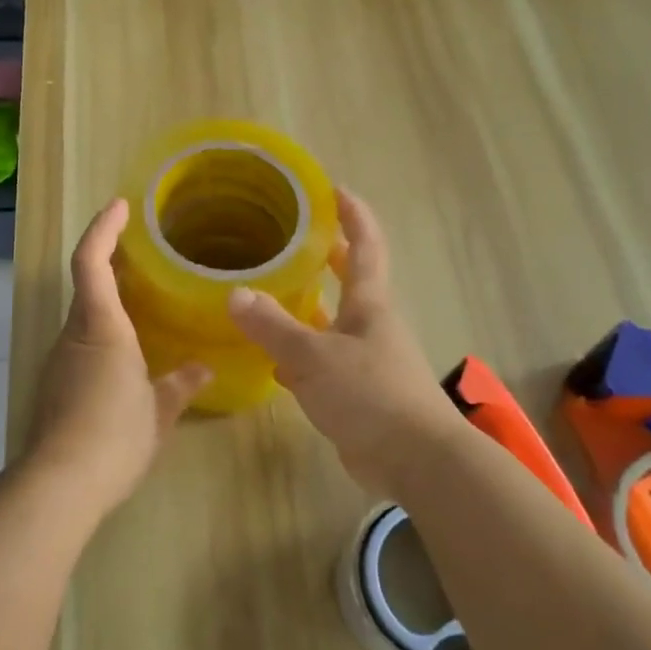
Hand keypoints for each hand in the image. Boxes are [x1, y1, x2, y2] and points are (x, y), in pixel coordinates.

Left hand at [27, 198, 210, 511]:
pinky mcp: (56, 385)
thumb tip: (202, 369)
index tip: (121, 206)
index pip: (92, 261)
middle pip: (87, 284)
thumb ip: (180, 385)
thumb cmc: (115, 435)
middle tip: (145, 253)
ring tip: (144, 303)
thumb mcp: (159, 411)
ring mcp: (61, 360)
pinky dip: (104, 333)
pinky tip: (127, 355)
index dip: (104, 228)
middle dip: (110, 261)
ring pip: (85, 315)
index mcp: (102, 327)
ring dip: (108, 300)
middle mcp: (75, 334)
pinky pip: (82, 343)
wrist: (61, 483)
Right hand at [228, 189, 466, 501]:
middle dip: (329, 255)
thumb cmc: (370, 394)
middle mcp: (370, 324)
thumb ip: (273, 327)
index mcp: (368, 304)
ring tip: (269, 294)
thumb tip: (235, 294)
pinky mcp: (357, 392)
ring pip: (332, 322)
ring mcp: (366, 359)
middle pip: (351, 279)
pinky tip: (273, 362)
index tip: (332, 189)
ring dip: (307, 307)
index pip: (365, 245)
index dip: (352, 214)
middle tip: (294, 237)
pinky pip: (323, 361)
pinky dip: (300, 356)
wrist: (415, 460)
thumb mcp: (314, 357)